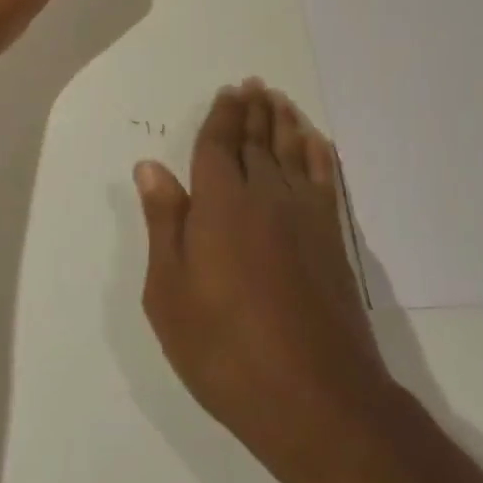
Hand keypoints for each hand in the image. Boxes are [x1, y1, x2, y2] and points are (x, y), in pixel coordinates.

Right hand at [137, 82, 402, 482]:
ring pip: (293, 152)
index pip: (220, 145)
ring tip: (279, 100)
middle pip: (259, 141)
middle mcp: (266, 195)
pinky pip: (325, 179)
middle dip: (254, 111)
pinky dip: (319, 154)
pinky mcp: (332, 238)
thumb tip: (151, 167)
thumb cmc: (225, 349)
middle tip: (254, 85)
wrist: (314, 397)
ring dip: (285, 122)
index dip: (223, 116)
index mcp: (220, 203)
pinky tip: (316, 142)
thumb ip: (163, 223)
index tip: (228, 92)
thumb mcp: (170, 294)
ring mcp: (305, 215)